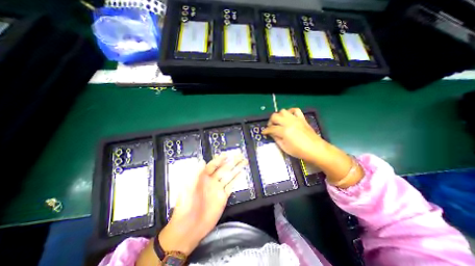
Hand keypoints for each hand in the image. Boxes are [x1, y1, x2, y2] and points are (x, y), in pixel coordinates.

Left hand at [160, 154, 248, 255]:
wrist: (189, 228)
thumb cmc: (185, 206)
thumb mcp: (187, 188)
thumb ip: (195, 174)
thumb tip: (201, 160)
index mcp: (202, 177)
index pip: (213, 165)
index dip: (220, 159)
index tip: (227, 154)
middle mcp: (212, 181)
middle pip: (224, 168)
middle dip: (232, 161)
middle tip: (240, 155)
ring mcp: (218, 188)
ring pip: (229, 175)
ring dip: (236, 168)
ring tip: (244, 161)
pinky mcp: (223, 197)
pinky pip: (231, 186)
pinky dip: (237, 179)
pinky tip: (241, 173)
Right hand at [261, 107, 324, 161]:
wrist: (315, 149)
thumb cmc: (299, 151)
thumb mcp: (284, 147)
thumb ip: (276, 139)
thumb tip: (271, 133)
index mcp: (284, 131)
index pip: (271, 128)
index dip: (266, 130)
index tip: (264, 132)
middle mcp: (289, 122)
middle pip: (275, 116)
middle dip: (270, 121)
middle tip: (270, 127)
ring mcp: (296, 119)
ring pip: (283, 111)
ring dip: (278, 116)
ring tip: (279, 122)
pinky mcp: (302, 118)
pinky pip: (295, 110)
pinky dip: (290, 111)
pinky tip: (288, 116)